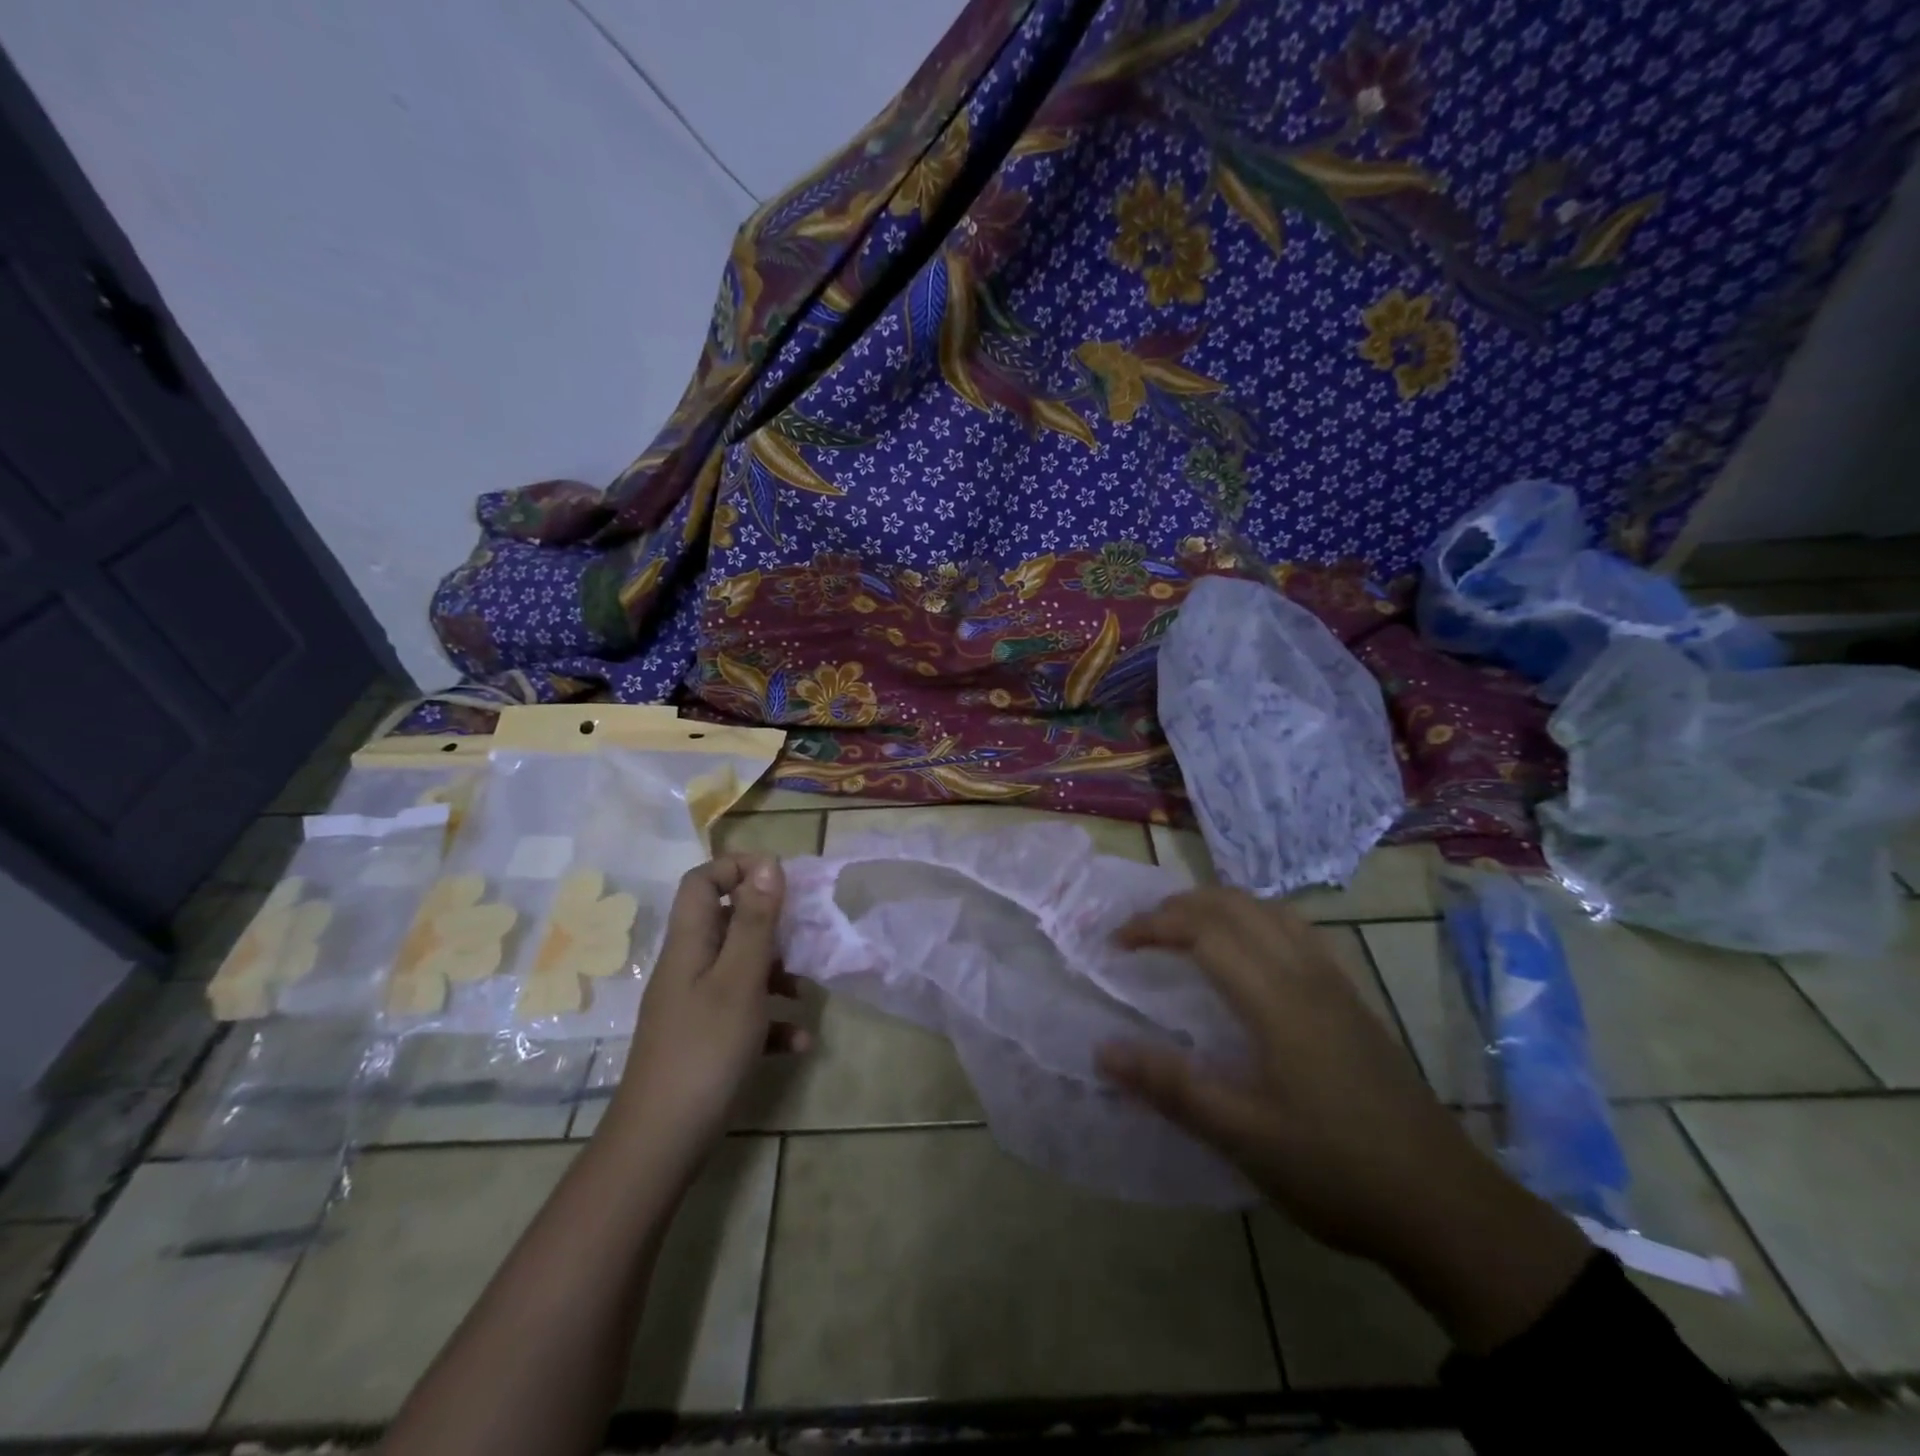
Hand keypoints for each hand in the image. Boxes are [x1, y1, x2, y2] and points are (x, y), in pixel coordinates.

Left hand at [602, 854, 809, 1180]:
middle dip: (771, 925)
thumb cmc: (705, 1050)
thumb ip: (755, 921)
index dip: (737, 868)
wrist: (662, 1143)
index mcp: (690, 944)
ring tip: (808, 991)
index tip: (781, 880)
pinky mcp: (707, 1039)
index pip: (702, 881)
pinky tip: (799, 1042)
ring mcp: (696, 1005)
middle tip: (808, 934)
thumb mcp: (739, 980)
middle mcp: (689, 967)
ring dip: (778, 974)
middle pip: (728, 923)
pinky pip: (745, 1014)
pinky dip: (772, 1020)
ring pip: (741, 968)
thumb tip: (767, 863)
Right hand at [1097, 887, 1589, 1351]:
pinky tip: (1250, 957)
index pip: (1203, 931)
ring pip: (1271, 911)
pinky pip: (1298, 932)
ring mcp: (1337, 984)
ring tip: (1186, 931)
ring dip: (1220, 906)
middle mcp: (1306, 975)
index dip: (1153, 926)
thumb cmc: (1336, 1171)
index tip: (1115, 944)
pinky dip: (1256, 921)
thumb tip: (1104, 1049)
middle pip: (1236, 906)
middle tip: (1141, 933)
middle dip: (1180, 905)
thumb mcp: (1243, 1137)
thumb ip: (1171, 1088)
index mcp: (1276, 1000)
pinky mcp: (1354, 1001)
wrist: (1447, 1207)